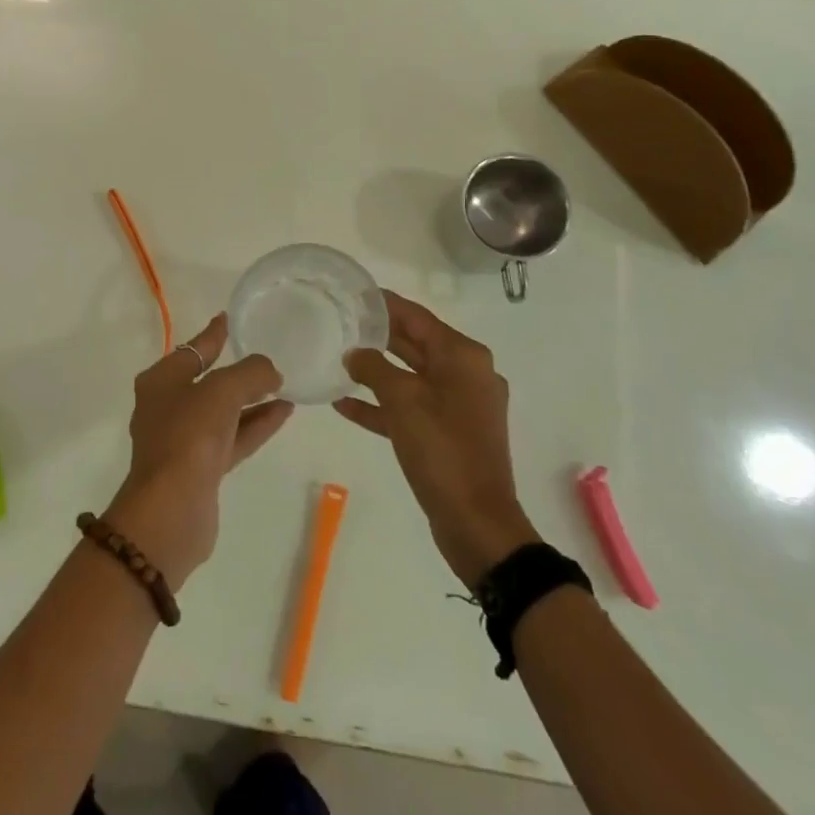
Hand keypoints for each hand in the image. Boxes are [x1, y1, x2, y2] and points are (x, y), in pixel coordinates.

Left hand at [105, 314, 291, 590]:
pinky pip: (234, 437)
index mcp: (161, 381)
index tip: (230, 318)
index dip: (213, 334)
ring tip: (285, 383)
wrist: (171, 510)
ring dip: (253, 398)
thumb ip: (250, 373)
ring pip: (224, 411)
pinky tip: (283, 412)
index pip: (193, 349)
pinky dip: (256, 424)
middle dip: (237, 370)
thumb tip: (271, 371)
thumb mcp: (221, 391)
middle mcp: (168, 407)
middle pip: (208, 380)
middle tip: (267, 355)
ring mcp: (184, 440)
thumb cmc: (188, 437)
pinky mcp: (202, 468)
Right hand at [335, 290, 537, 587]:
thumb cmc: (442, 449)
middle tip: (339, 322)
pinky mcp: (447, 433)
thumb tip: (355, 353)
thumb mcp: (402, 401)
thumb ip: (374, 369)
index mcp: (463, 357)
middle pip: (415, 344)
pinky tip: (344, 405)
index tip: (354, 293)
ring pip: (410, 377)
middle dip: (378, 335)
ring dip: (376, 371)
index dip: (386, 304)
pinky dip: (381, 406)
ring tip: (337, 360)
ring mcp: (458, 406)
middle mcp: (465, 374)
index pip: (418, 317)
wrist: (477, 521)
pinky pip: (410, 408)